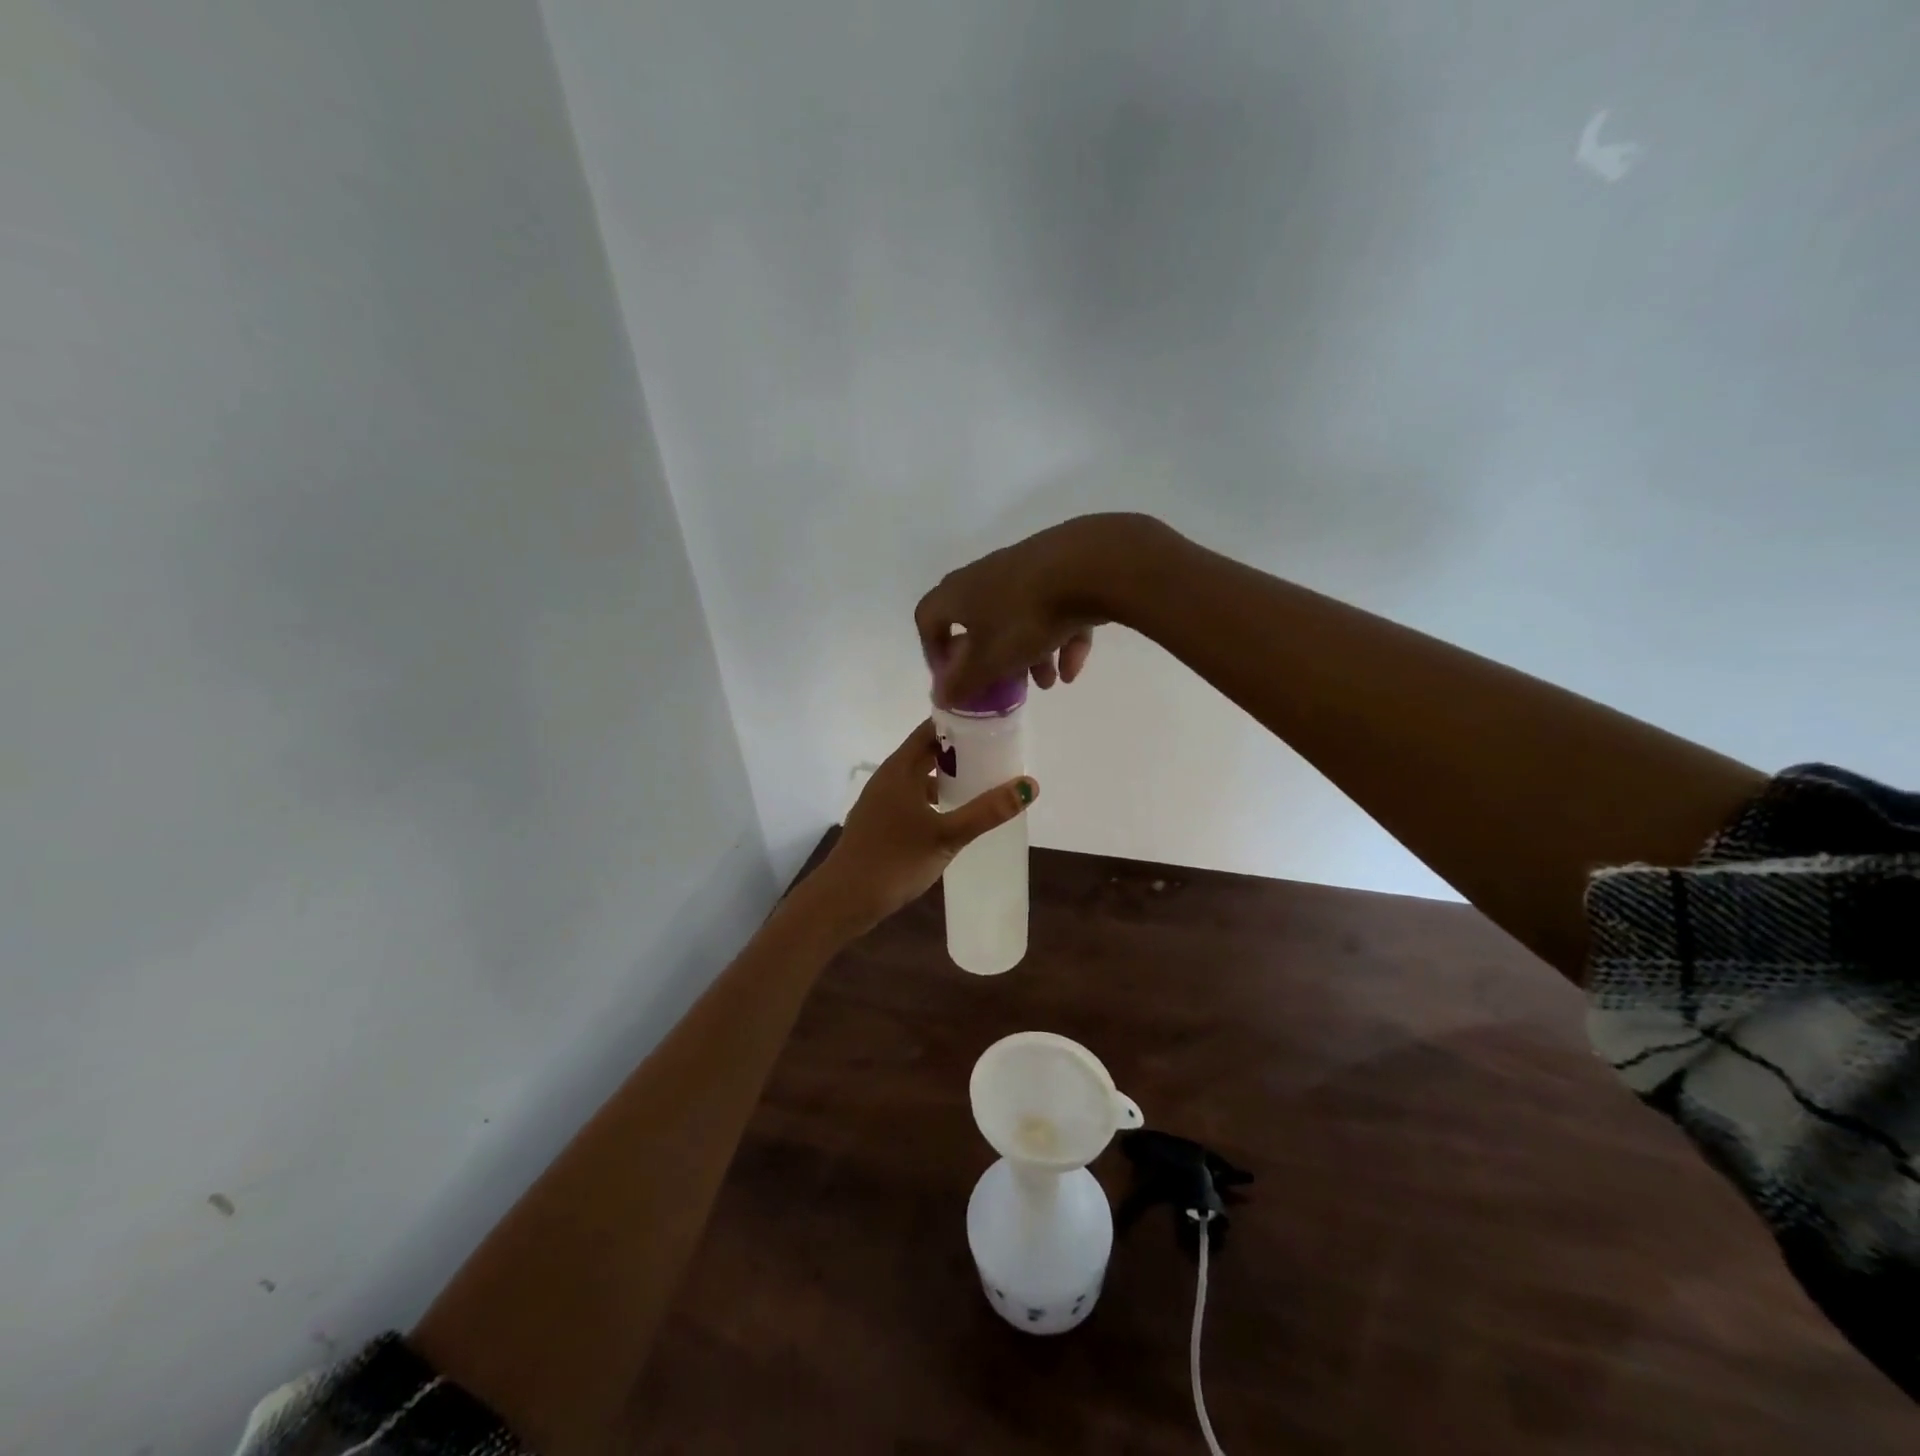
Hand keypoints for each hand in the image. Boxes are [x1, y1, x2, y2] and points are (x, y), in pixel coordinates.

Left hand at [803, 720, 1037, 938]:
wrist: (844, 899)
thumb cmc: (895, 860)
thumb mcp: (947, 836)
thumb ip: (987, 811)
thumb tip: (1030, 785)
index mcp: (900, 768)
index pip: (932, 729)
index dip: (961, 723)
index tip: (992, 725)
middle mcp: (889, 777)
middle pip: (927, 752)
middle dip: (960, 752)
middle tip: (997, 754)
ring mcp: (881, 800)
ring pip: (920, 777)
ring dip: (948, 777)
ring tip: (983, 783)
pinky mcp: (880, 822)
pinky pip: (913, 798)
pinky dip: (935, 799)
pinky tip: (954, 816)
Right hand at [915, 512, 1169, 707]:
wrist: (1089, 566)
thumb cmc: (1026, 617)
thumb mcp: (990, 661)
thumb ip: (962, 682)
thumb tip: (940, 696)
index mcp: (957, 593)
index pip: (928, 619)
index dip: (934, 652)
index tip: (953, 679)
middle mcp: (985, 576)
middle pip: (979, 623)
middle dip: (993, 660)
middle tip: (1006, 685)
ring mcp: (1024, 570)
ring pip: (1019, 619)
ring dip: (1031, 655)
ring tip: (1049, 683)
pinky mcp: (1061, 570)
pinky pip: (1053, 609)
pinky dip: (1060, 639)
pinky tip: (1073, 668)